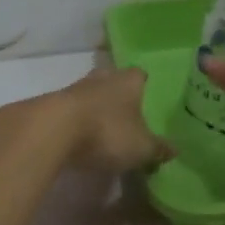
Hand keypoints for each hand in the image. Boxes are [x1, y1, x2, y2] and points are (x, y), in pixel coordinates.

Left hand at [49, 66, 174, 173]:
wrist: (51, 131)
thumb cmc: (107, 132)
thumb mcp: (141, 148)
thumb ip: (158, 148)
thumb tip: (174, 150)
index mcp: (128, 81)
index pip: (140, 75)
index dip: (145, 86)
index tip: (148, 99)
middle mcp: (102, 77)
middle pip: (113, 80)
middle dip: (118, 95)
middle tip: (127, 114)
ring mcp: (74, 88)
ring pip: (90, 94)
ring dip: (95, 108)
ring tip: (103, 129)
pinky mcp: (52, 105)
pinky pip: (71, 111)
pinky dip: (77, 121)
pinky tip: (80, 138)